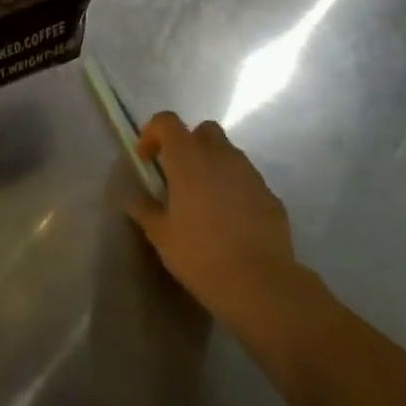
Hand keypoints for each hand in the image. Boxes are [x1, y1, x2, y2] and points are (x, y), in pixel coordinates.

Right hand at [128, 113, 312, 331]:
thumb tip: (134, 198)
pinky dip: (234, 188)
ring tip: (203, 200)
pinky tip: (229, 220)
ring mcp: (250, 174)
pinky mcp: (270, 195)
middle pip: (203, 131)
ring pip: (228, 154)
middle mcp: (221, 156)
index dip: (153, 132)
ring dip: (212, 166)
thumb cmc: (200, 254)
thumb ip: (145, 209)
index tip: (146, 159)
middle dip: (188, 144)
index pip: (167, 121)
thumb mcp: (161, 235)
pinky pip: (247, 180)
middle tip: (177, 175)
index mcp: (188, 158)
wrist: (260, 284)